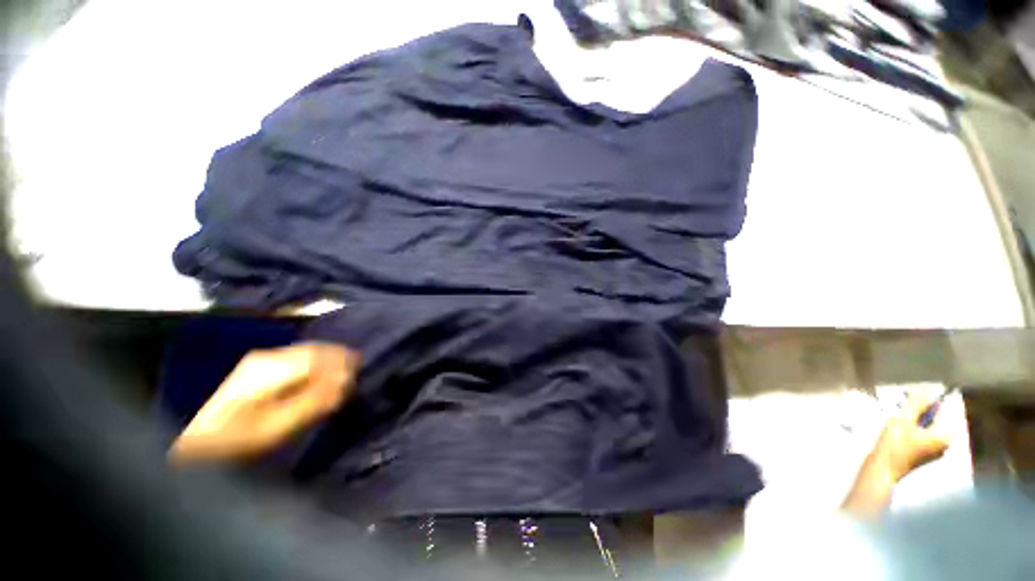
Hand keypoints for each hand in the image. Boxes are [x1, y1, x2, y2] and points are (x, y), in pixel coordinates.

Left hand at [170, 343, 360, 462]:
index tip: (359, 371)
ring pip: (306, 351)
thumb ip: (315, 401)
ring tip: (344, 370)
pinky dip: (315, 362)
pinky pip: (297, 357)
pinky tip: (321, 372)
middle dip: (338, 357)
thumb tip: (345, 381)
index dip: (341, 361)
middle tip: (357, 369)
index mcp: (270, 369)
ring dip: (328, 358)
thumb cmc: (239, 442)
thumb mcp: (279, 426)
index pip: (317, 356)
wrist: (198, 446)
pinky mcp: (258, 366)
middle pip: (313, 349)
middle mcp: (267, 357)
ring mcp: (261, 359)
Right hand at [842, 392, 951, 517]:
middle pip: (939, 419)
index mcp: (947, 435)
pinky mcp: (926, 455)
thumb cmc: (895, 445)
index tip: (918, 396)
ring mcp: (937, 451)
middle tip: (906, 410)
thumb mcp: (903, 420)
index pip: (947, 410)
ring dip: (919, 420)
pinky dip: (916, 430)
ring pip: (931, 427)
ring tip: (901, 421)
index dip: (934, 401)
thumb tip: (927, 390)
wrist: (883, 470)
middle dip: (924, 412)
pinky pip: (926, 436)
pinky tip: (902, 432)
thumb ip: (917, 405)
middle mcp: (947, 443)